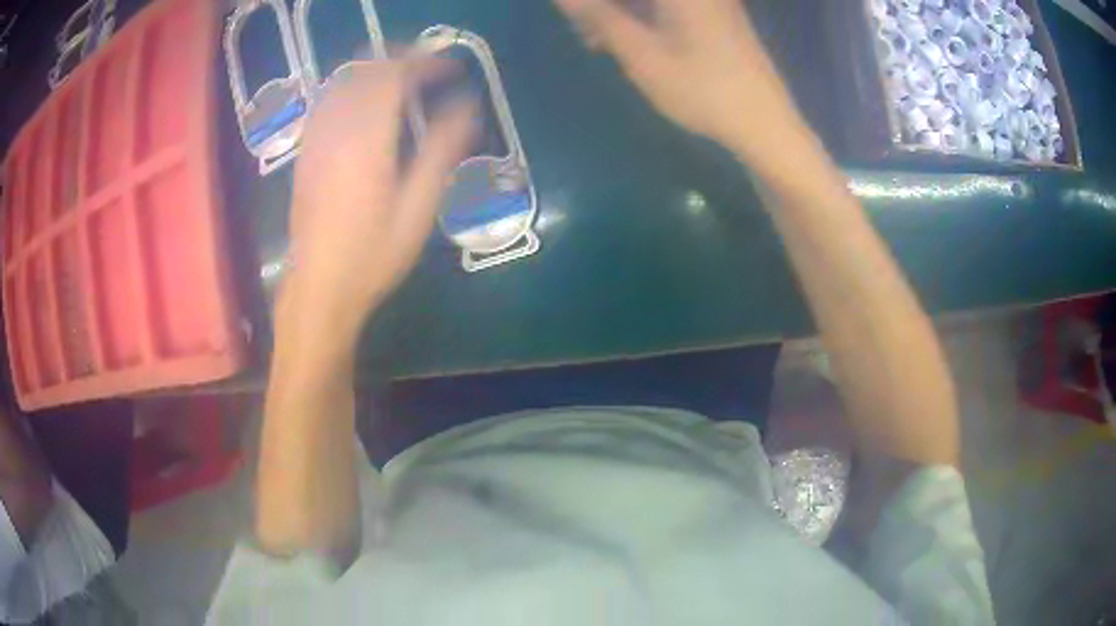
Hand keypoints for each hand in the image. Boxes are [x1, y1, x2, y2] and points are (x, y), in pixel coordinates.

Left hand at [282, 59, 476, 349]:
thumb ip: (441, 151)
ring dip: (373, 71)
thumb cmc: (373, 255)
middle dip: (399, 59)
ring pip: (342, 83)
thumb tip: (467, 107)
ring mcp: (316, 141)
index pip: (393, 76)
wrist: (318, 288)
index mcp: (367, 140)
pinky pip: (326, 103)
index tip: (450, 67)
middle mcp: (336, 130)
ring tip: (401, 80)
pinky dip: (350, 89)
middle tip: (429, 69)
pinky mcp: (306, 154)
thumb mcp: (418, 208)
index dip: (424, 62)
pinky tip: (364, 105)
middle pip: (365, 71)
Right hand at [553, 0, 805, 160]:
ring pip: (650, 1)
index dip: (595, 5)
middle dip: (604, 8)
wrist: (765, 123)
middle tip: (583, 31)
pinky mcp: (716, 14)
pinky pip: (669, 6)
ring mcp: (711, 1)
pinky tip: (626, 39)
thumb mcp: (643, 55)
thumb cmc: (703, 90)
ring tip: (597, 40)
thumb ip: (601, 17)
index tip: (572, 14)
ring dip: (619, 11)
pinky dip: (642, 15)